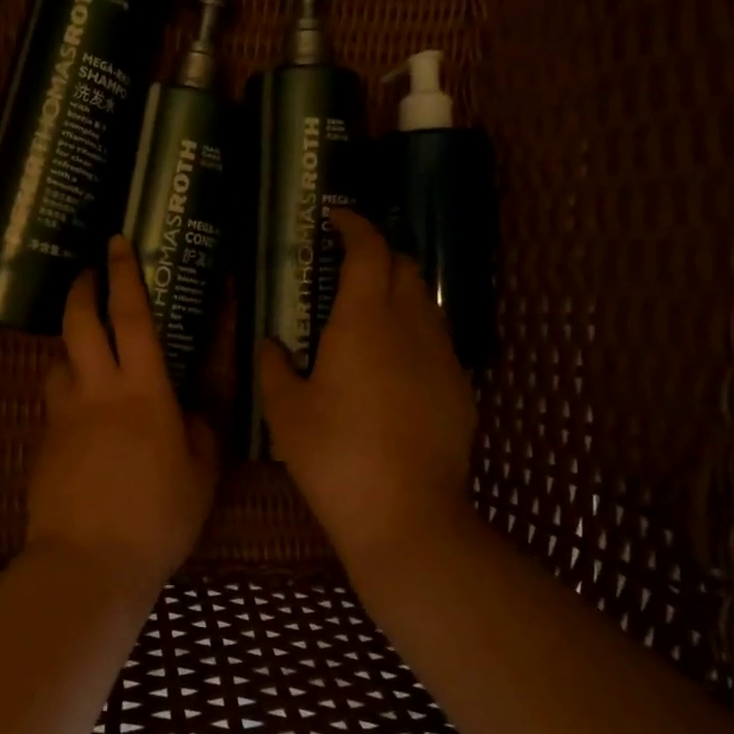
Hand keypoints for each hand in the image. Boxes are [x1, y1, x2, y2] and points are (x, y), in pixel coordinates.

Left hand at [27, 236, 218, 591]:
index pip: (131, 317)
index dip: (124, 276)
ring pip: (58, 361)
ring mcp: (63, 416)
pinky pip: (54, 402)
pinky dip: (67, 393)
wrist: (89, 560)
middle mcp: (96, 391)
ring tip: (88, 354)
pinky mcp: (44, 443)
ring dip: (70, 346)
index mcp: (143, 390)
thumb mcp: (201, 471)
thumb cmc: (158, 515)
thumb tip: (189, 405)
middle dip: (82, 290)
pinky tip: (84, 418)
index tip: (116, 243)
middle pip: (79, 323)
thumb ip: (198, 427)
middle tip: (88, 274)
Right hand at [258, 210, 477, 571]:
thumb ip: (274, 367)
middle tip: (347, 269)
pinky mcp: (461, 389)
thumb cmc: (334, 456)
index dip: (354, 225)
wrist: (406, 514)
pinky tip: (393, 369)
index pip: (369, 249)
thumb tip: (272, 345)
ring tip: (368, 318)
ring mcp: (443, 357)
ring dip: (399, 293)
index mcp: (364, 320)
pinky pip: (437, 342)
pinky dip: (414, 334)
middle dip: (379, 254)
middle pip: (406, 266)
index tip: (335, 218)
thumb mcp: (285, 412)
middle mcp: (411, 326)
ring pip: (426, 303)